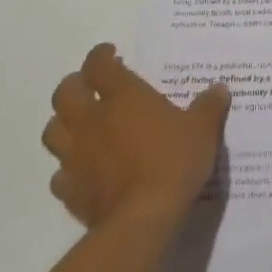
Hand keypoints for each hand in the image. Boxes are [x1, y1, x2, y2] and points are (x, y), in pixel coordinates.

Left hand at [42, 44, 228, 229]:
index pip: (98, 65)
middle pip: (65, 93)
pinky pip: (59, 173)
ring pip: (53, 131)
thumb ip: (209, 106)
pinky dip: (67, 167)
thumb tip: (219, 88)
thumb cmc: (173, 161)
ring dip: (64, 122)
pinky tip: (83, 169)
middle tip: (91, 85)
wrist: (142, 218)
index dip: (100, 55)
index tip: (110, 53)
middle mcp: (92, 120)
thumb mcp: (203, 128)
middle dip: (75, 84)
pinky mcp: (69, 190)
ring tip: (82, 124)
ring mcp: (75, 156)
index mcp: (123, 97)